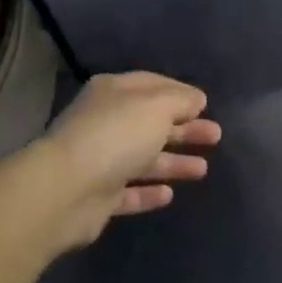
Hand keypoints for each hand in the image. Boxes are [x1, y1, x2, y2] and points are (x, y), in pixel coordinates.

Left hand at [38, 72, 219, 249]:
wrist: (65, 190)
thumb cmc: (115, 135)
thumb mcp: (156, 106)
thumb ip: (181, 100)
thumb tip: (197, 99)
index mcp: (114, 92)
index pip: (153, 85)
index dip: (181, 93)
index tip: (206, 104)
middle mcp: (105, 122)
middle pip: (152, 123)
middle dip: (184, 129)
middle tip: (216, 136)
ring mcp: (100, 160)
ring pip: (144, 158)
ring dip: (173, 162)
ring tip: (203, 169)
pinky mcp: (98, 197)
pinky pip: (129, 191)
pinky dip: (149, 192)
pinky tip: (169, 195)